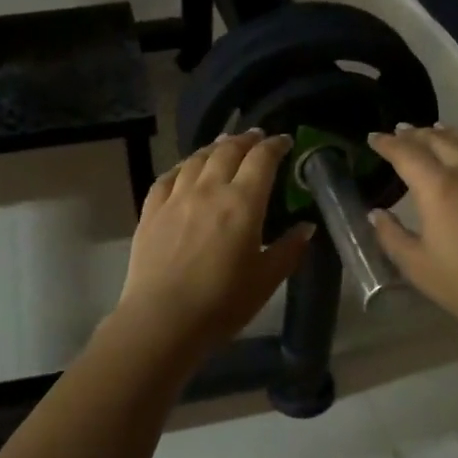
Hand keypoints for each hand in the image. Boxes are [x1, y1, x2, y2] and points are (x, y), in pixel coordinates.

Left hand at [116, 129, 314, 357]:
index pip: (262, 159)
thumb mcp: (266, 280)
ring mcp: (176, 197)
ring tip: (224, 144)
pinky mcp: (151, 211)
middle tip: (256, 137)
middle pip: (228, 150)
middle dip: (246, 139)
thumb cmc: (222, 303)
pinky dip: (182, 166)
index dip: (275, 145)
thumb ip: (289, 249)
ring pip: (197, 159)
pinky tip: (185, 169)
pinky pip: (168, 177)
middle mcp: (208, 190)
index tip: (284, 141)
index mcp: (242, 202)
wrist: (162, 320)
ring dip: (215, 147)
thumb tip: (306, 227)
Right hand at [369, 125, 457, 348]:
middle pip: (438, 139)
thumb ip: (392, 236)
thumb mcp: (418, 267)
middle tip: (400, 132)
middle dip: (415, 134)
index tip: (373, 138)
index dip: (387, 143)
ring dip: (447, 132)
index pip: (406, 153)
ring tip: (434, 130)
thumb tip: (376, 213)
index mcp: (438, 188)